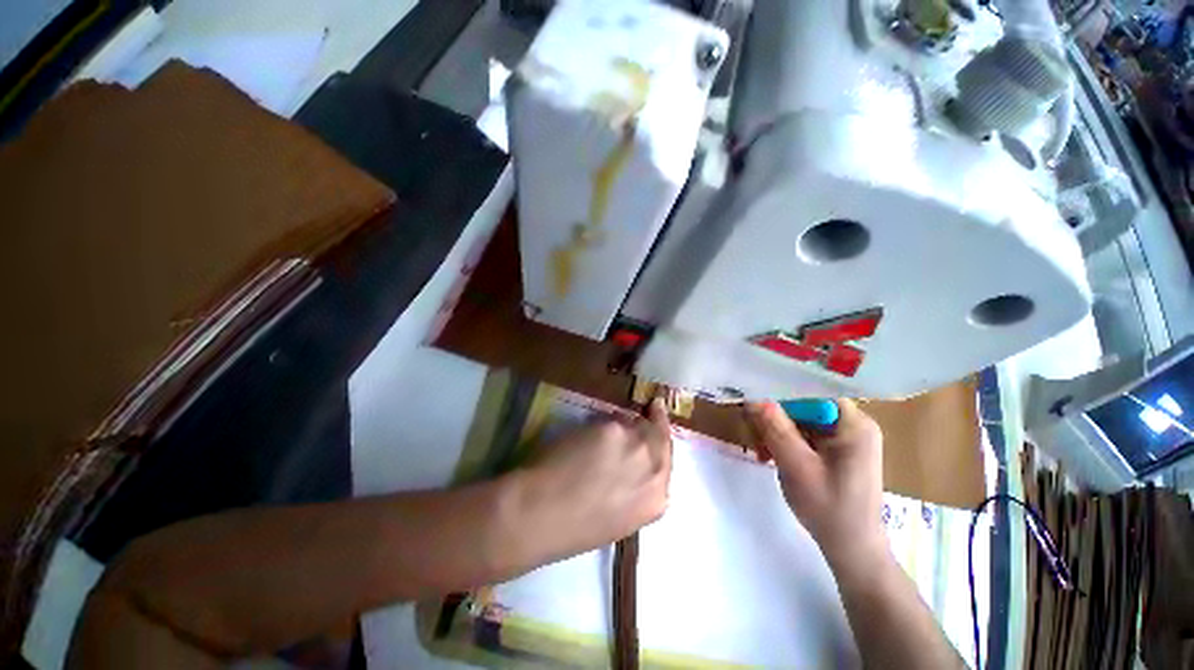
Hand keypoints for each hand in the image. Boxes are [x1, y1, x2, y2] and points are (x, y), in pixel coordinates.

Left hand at [515, 399, 672, 561]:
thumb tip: (630, 464)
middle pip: (659, 435)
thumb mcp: (618, 517)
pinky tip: (585, 436)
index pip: (667, 460)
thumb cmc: (575, 528)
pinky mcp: (613, 428)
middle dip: (654, 421)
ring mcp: (636, 444)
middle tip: (652, 407)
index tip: (659, 421)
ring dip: (625, 425)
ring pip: (634, 424)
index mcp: (657, 499)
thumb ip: (634, 488)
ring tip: (605, 432)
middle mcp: (655, 468)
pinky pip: (611, 420)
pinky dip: (602, 424)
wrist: (544, 514)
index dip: (661, 440)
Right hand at [744, 400, 885, 568]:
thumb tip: (751, 396)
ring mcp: (844, 436)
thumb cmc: (830, 509)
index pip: (812, 389)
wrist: (852, 549)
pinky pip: (803, 433)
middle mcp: (852, 423)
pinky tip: (770, 455)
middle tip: (752, 431)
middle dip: (774, 415)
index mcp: (853, 423)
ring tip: (760, 449)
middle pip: (804, 403)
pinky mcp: (835, 449)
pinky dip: (784, 440)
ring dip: (775, 430)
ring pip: (800, 418)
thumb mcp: (796, 465)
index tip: (753, 396)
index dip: (780, 389)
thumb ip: (774, 427)